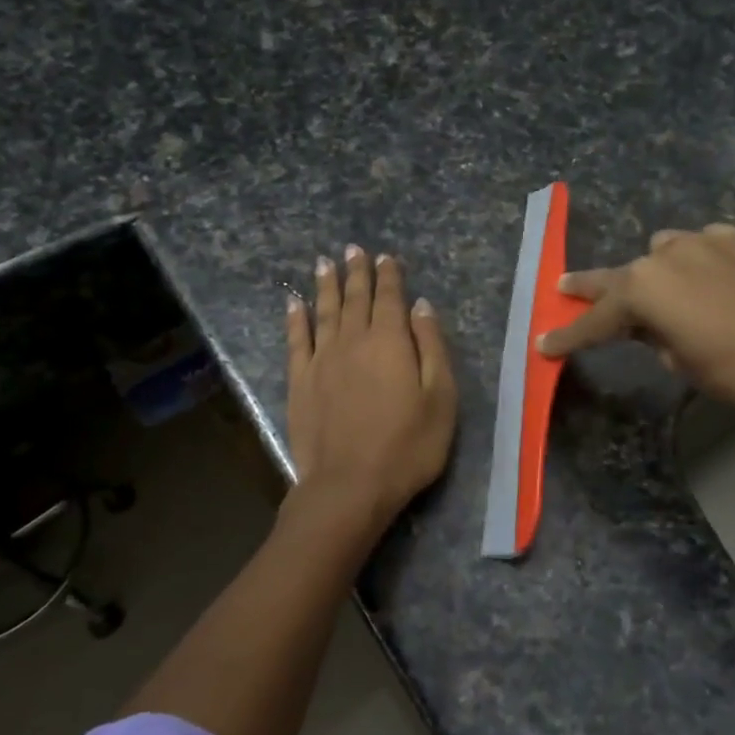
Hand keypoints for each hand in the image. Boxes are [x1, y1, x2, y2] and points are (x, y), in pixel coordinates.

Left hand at [286, 246, 456, 528]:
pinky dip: (296, 318)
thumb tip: (421, 307)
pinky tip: (294, 303)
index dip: (389, 276)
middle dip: (356, 272)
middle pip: (355, 298)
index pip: (390, 298)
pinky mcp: (300, 382)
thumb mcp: (440, 398)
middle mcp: (353, 341)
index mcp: (391, 342)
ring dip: (326, 285)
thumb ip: (432, 348)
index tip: (386, 257)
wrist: (350, 485)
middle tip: (353, 249)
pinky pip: (297, 340)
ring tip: (325, 263)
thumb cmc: (408, 446)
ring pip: (324, 312)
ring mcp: (322, 360)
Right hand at [537, 223, 734, 420]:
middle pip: (617, 275)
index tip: (545, 346)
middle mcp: (666, 256)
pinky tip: (715, 280)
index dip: (569, 337)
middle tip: (565, 288)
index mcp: (644, 291)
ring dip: (656, 272)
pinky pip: (704, 245)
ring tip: (667, 292)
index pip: (595, 320)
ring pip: (663, 251)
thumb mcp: (685, 367)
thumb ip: (657, 340)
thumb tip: (655, 328)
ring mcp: (704, 240)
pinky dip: (699, 262)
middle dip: (590, 287)